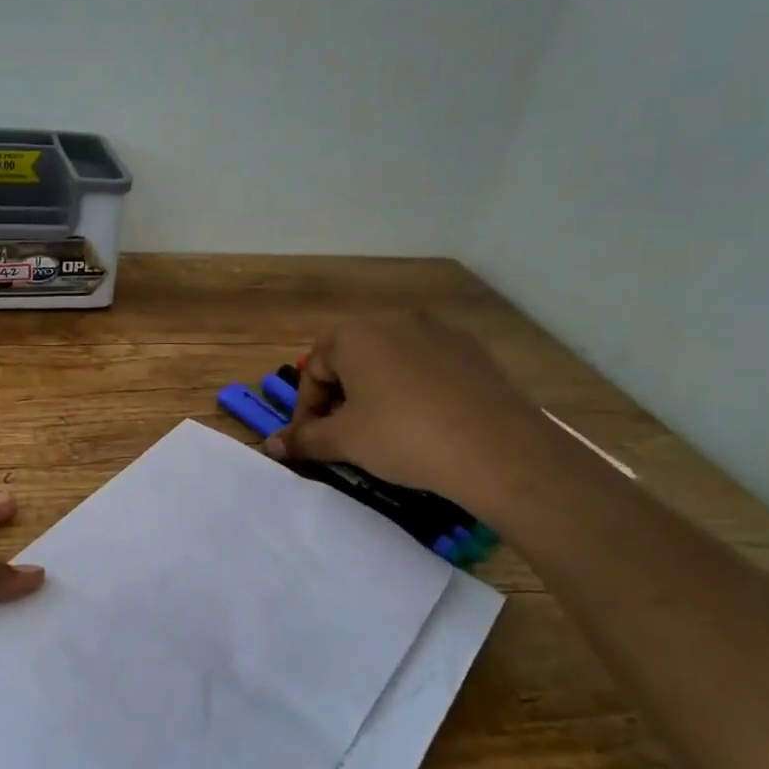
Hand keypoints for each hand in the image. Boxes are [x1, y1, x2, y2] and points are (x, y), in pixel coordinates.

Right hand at [265, 314, 552, 510]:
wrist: (496, 449)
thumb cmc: (402, 436)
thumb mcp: (344, 441)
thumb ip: (304, 439)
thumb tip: (272, 446)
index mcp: (355, 334)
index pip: (313, 369)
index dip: (305, 409)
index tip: (310, 442)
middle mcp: (394, 320)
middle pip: (350, 359)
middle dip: (339, 397)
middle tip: (342, 436)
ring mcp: (439, 331)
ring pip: (389, 361)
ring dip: (374, 392)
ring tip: (381, 431)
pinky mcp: (473, 350)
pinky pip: (426, 367)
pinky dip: (412, 390)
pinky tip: (422, 423)